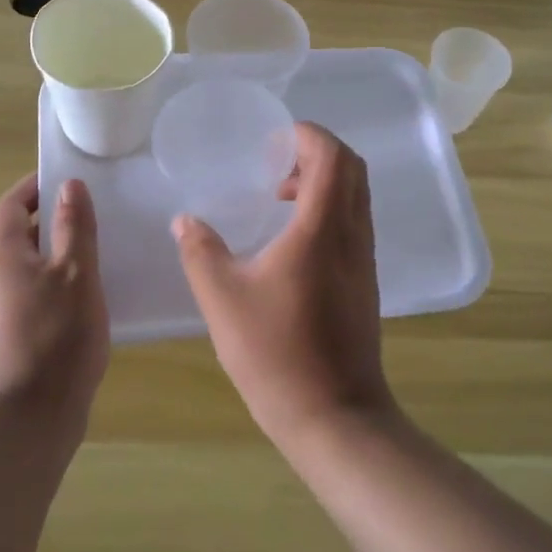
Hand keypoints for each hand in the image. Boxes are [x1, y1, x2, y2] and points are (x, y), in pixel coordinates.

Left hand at [0, 175, 109, 431]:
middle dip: (51, 219)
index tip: (70, 179)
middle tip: (92, 213)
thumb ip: (74, 226)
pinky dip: (55, 283)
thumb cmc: (57, 335)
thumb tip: (69, 185)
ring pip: (26, 266)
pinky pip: (30, 293)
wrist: (30, 418)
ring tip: (96, 252)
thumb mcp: (77, 272)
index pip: (11, 204)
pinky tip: (86, 297)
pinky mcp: (8, 336)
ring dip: (56, 253)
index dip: (36, 186)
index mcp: (1, 254)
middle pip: (17, 234)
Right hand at [173, 124, 394, 450]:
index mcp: (321, 228)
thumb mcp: (223, 299)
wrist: (334, 415)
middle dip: (317, 153)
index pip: (332, 156)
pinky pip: (354, 223)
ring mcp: (364, 259)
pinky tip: (294, 241)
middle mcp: (351, 234)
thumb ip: (200, 251)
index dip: (308, 136)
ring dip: (325, 182)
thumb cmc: (276, 353)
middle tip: (276, 166)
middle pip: (352, 169)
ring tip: (281, 199)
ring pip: (357, 196)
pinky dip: (330, 209)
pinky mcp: (365, 282)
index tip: (274, 141)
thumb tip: (185, 220)